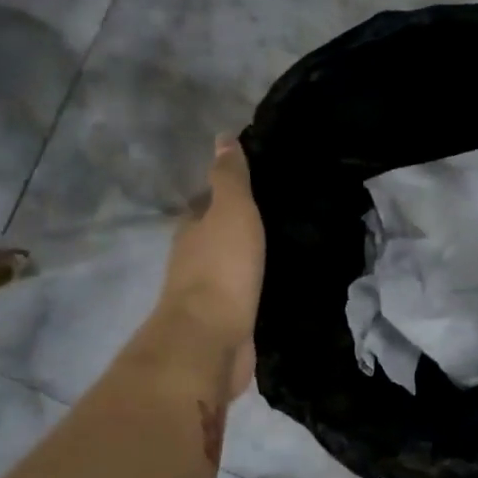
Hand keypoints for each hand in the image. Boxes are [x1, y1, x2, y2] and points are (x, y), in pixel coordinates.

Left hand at [156, 136, 265, 396]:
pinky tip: (277, 283)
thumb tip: (223, 138)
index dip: (225, 191)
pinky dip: (256, 286)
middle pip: (215, 235)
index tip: (256, 183)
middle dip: (239, 225)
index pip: (206, 202)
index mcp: (192, 229)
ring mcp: (208, 293)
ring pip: (230, 266)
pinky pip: (243, 295)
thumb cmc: (221, 268)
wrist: (211, 339)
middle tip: (279, 214)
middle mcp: (194, 259)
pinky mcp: (225, 321)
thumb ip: (230, 178)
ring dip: (248, 258)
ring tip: (285, 246)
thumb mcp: (231, 211)